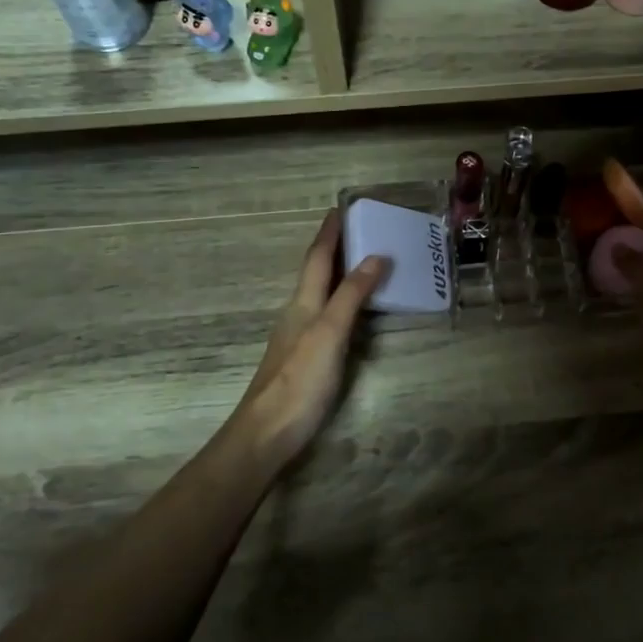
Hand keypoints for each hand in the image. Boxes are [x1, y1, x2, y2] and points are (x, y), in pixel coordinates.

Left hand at [229, 210, 387, 464]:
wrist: (267, 433)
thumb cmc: (300, 380)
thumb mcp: (329, 333)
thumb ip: (351, 295)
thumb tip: (375, 256)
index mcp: (303, 302)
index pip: (317, 258)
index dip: (329, 233)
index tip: (341, 208)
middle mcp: (298, 313)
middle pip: (317, 272)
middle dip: (335, 248)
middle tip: (361, 229)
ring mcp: (299, 337)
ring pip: (321, 294)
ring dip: (340, 274)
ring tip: (364, 263)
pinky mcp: (305, 359)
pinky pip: (327, 316)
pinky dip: (342, 302)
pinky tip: (354, 312)